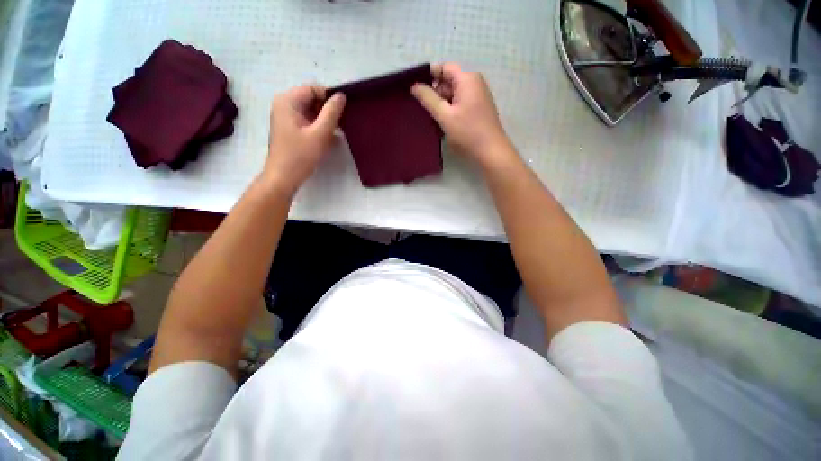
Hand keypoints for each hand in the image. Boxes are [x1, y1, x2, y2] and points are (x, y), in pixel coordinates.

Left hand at [263, 85, 345, 196]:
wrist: (284, 177)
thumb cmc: (301, 155)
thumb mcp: (320, 133)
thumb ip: (332, 113)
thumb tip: (341, 96)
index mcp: (288, 100)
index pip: (314, 89)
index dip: (330, 99)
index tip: (343, 113)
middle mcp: (284, 104)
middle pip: (312, 99)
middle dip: (327, 111)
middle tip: (340, 126)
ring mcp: (286, 116)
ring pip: (311, 111)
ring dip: (324, 121)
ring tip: (335, 134)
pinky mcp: (289, 128)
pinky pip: (307, 121)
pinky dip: (318, 127)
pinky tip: (327, 139)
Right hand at [411, 63, 513, 167]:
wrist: (491, 151)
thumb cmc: (467, 132)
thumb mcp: (444, 116)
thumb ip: (428, 99)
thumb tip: (414, 86)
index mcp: (467, 79)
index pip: (444, 68)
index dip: (429, 76)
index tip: (416, 89)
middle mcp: (475, 82)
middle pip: (449, 80)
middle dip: (435, 92)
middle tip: (422, 107)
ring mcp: (478, 96)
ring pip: (454, 93)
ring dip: (442, 103)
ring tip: (431, 116)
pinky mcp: (479, 108)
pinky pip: (461, 102)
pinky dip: (451, 109)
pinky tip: (444, 121)